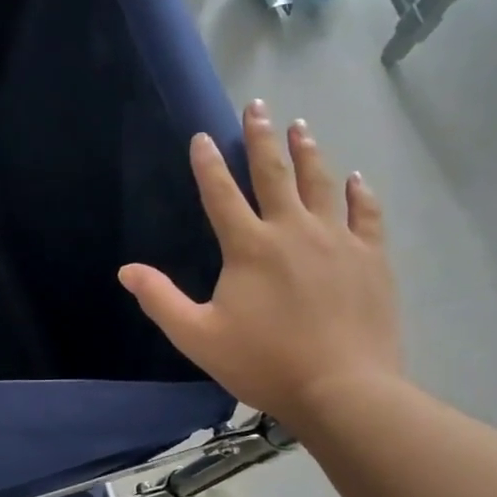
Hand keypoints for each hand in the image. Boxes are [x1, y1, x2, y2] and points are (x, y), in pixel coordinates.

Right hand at [119, 102, 402, 421]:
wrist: (343, 390)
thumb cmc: (264, 363)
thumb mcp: (198, 337)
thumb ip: (161, 300)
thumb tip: (126, 270)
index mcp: (249, 247)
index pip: (221, 193)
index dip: (208, 164)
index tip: (202, 136)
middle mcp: (292, 230)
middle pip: (274, 173)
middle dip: (262, 138)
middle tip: (257, 106)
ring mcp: (336, 240)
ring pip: (320, 183)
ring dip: (308, 152)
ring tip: (301, 126)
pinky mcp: (370, 258)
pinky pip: (365, 215)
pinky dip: (359, 193)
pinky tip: (355, 178)